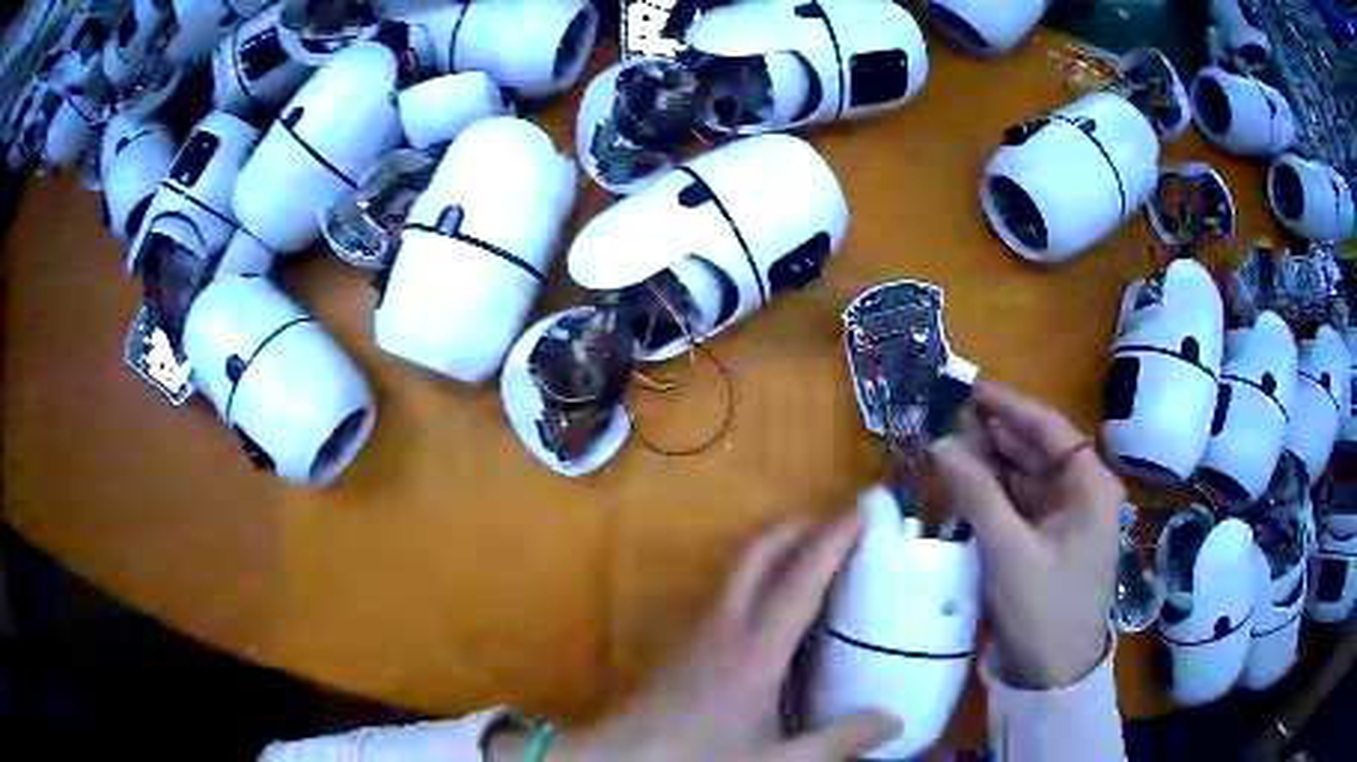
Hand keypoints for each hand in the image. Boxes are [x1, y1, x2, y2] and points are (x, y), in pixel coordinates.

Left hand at [492, 514, 899, 760]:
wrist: (620, 758)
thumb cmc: (700, 757)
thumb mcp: (777, 761)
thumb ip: (838, 741)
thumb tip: (896, 720)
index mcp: (756, 651)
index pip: (800, 581)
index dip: (832, 541)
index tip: (860, 510)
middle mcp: (723, 625)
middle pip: (757, 554)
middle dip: (795, 526)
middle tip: (834, 520)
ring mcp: (694, 629)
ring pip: (734, 567)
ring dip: (771, 547)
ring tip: (805, 551)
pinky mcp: (677, 640)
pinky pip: (721, 589)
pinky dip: (751, 575)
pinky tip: (763, 604)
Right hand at [930, 382, 1123, 688]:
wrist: (1053, 672)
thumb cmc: (1043, 606)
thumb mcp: (1008, 549)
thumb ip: (975, 492)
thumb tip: (939, 443)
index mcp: (1090, 484)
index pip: (1049, 429)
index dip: (1009, 407)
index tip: (969, 390)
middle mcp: (1082, 492)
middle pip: (1037, 450)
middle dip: (995, 435)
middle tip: (948, 419)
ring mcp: (1066, 517)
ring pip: (1025, 476)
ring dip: (990, 463)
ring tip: (949, 446)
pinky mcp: (1048, 539)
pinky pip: (1020, 504)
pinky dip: (993, 493)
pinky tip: (965, 483)